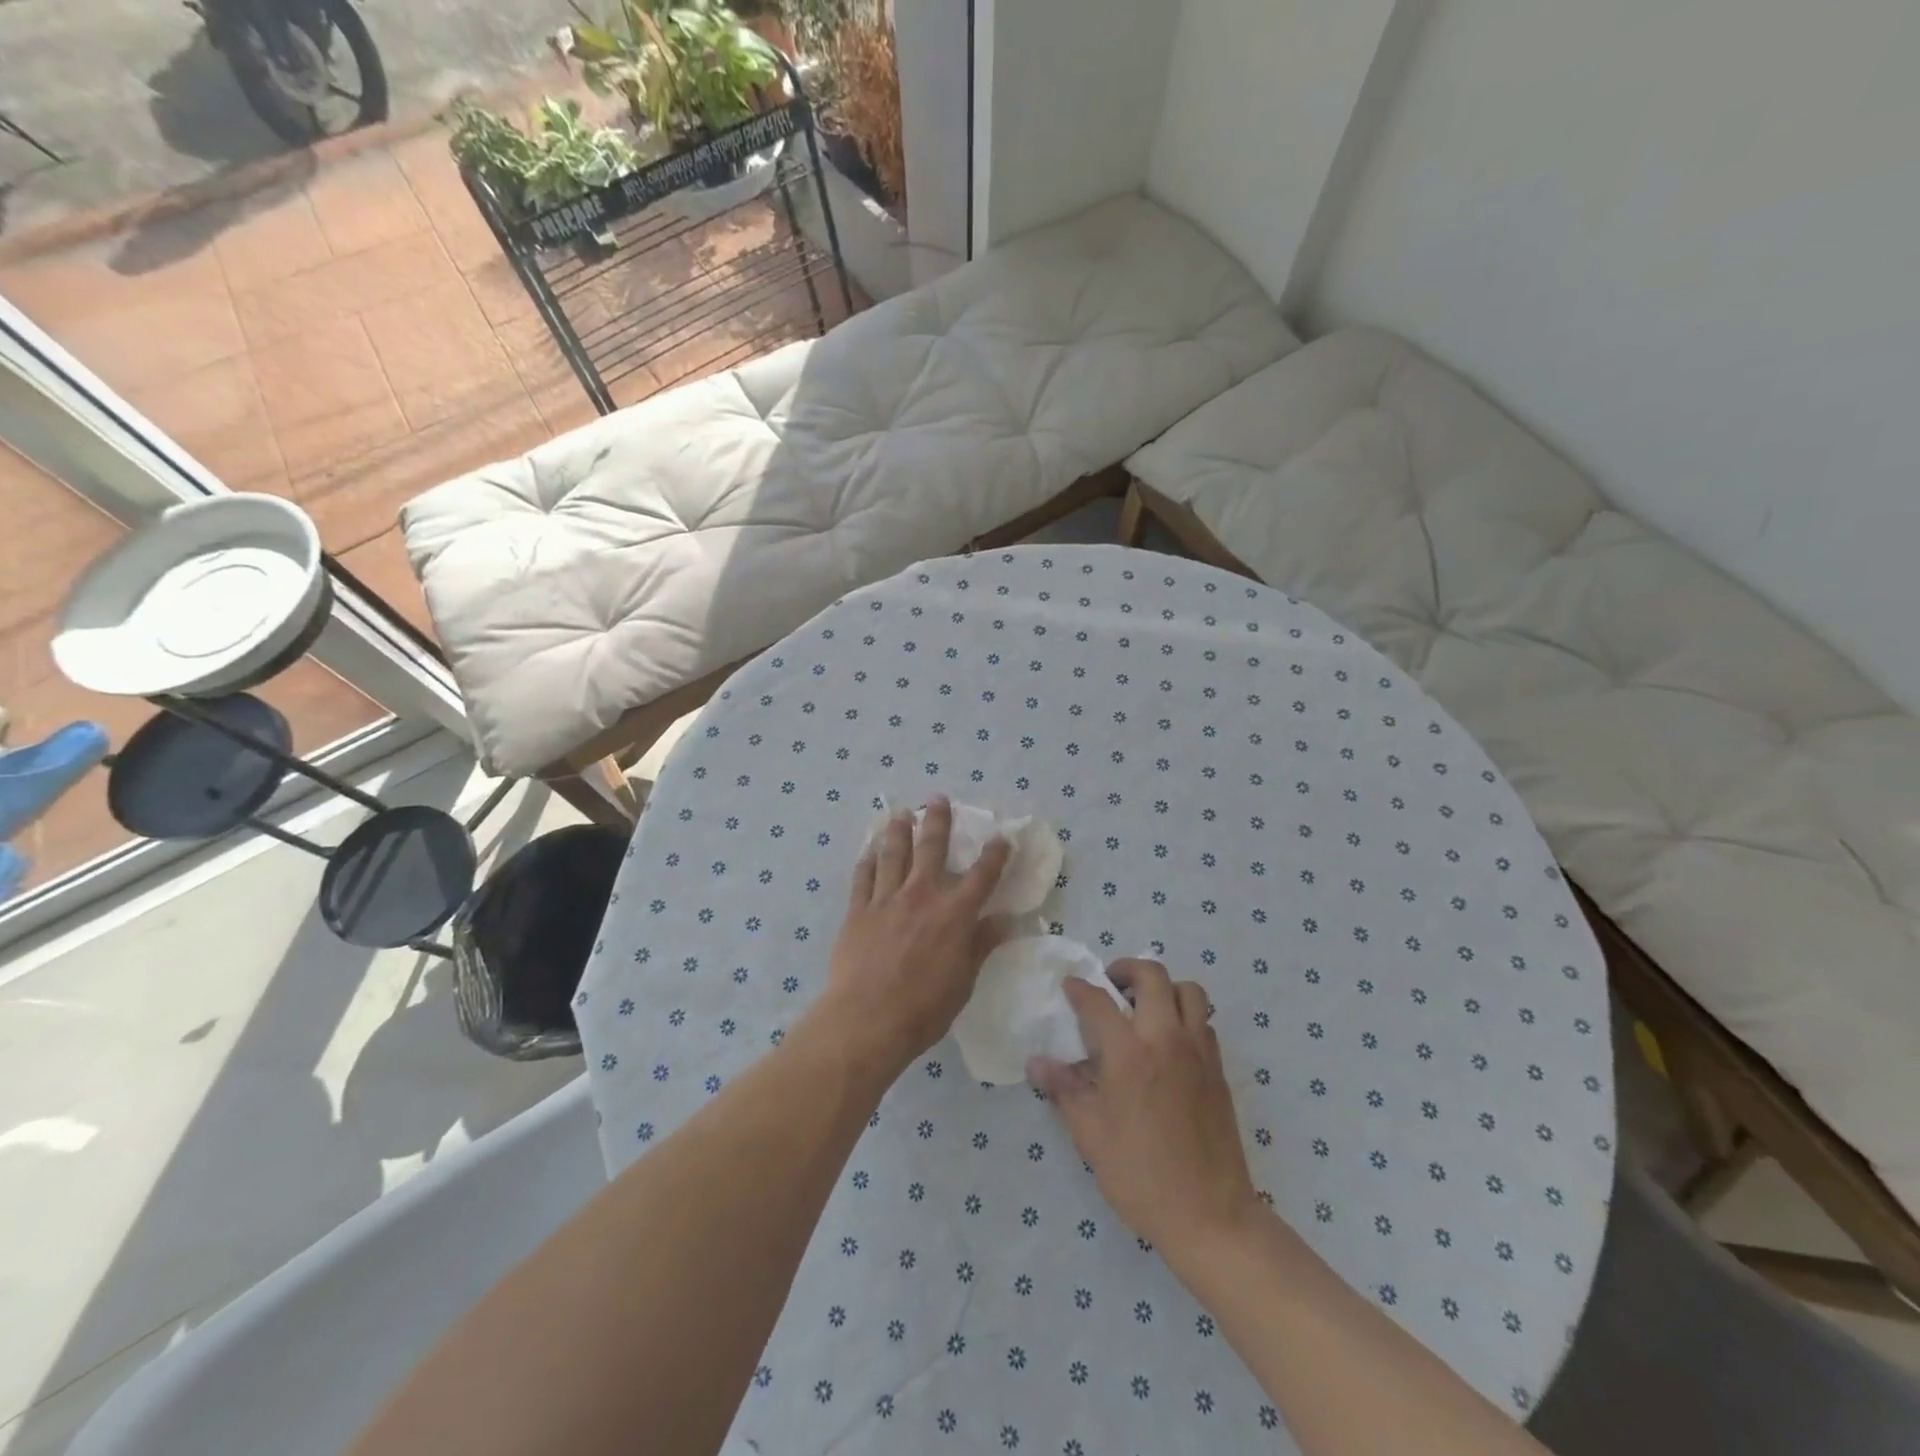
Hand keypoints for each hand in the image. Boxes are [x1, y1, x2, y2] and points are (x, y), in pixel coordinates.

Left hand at [810, 797, 1011, 1079]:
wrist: (866, 1020)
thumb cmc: (923, 1009)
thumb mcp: (963, 980)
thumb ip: (981, 944)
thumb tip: (1005, 919)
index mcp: (954, 914)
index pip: (982, 875)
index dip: (995, 854)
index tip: (1002, 836)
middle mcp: (921, 896)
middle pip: (931, 848)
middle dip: (938, 820)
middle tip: (937, 798)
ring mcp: (886, 900)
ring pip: (893, 854)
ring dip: (899, 831)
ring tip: (900, 813)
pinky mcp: (857, 911)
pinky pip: (863, 878)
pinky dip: (867, 861)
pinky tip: (869, 851)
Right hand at [1028, 959, 1260, 1259]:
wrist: (1211, 1216)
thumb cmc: (1141, 1176)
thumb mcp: (1091, 1136)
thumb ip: (1064, 1090)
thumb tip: (1036, 1062)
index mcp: (1130, 1054)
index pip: (1099, 1002)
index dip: (1080, 989)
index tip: (1069, 987)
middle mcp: (1167, 1040)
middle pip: (1152, 976)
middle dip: (1127, 969)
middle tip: (1111, 984)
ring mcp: (1198, 1052)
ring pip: (1188, 992)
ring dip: (1164, 988)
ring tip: (1145, 1007)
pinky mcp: (1218, 1070)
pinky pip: (1204, 1023)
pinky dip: (1185, 1016)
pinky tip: (1169, 1042)